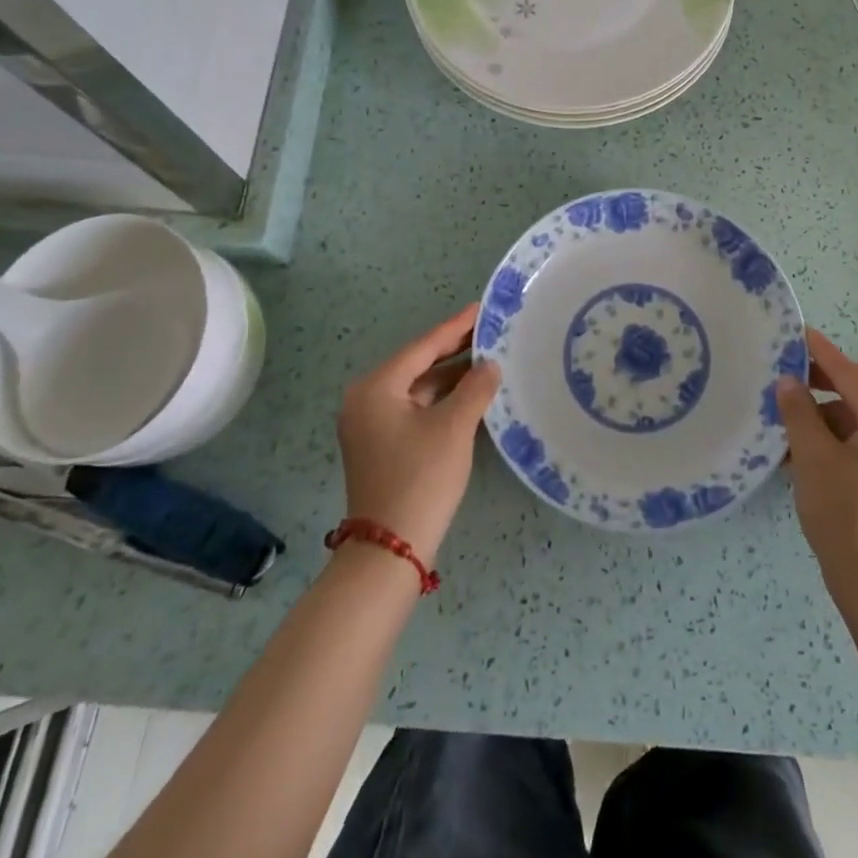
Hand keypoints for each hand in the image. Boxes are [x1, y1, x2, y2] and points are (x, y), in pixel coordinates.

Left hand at [336, 305, 500, 565]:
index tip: (483, 309)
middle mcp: (366, 399)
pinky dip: (440, 399)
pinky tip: (469, 393)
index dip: (456, 327)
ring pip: (417, 388)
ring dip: (450, 376)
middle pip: (418, 364)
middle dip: (454, 350)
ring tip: (487, 358)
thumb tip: (490, 364)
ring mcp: (370, 424)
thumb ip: (475, 388)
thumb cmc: (420, 478)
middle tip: (491, 331)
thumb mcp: (454, 427)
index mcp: (376, 387)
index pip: (423, 346)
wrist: (390, 549)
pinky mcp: (380, 444)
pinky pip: (414, 408)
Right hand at [777, 328, 857, 607]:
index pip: (852, 374)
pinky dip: (836, 440)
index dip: (822, 353)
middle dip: (824, 382)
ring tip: (788, 421)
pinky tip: (804, 453)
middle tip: (787, 377)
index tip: (797, 333)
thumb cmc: (845, 517)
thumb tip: (788, 382)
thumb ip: (799, 413)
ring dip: (826, 415)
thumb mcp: (812, 459)